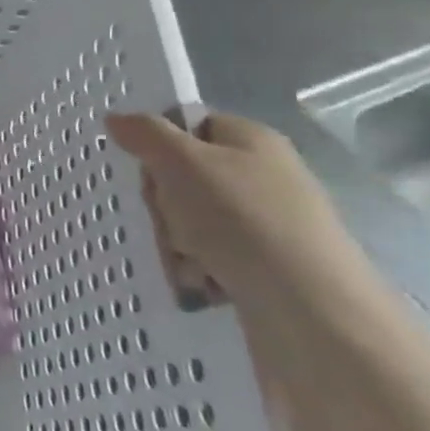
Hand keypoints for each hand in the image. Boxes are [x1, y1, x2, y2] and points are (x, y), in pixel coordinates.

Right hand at [105, 110, 353, 304]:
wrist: (312, 313)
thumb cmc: (243, 220)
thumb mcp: (182, 163)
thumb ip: (145, 134)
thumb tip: (116, 118)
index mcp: (251, 140)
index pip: (189, 125)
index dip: (159, 145)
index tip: (146, 171)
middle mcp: (264, 176)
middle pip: (185, 176)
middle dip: (165, 204)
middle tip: (168, 222)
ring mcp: (268, 225)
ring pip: (194, 222)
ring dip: (177, 242)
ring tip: (187, 263)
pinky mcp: (269, 269)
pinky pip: (214, 259)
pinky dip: (200, 271)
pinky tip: (202, 285)